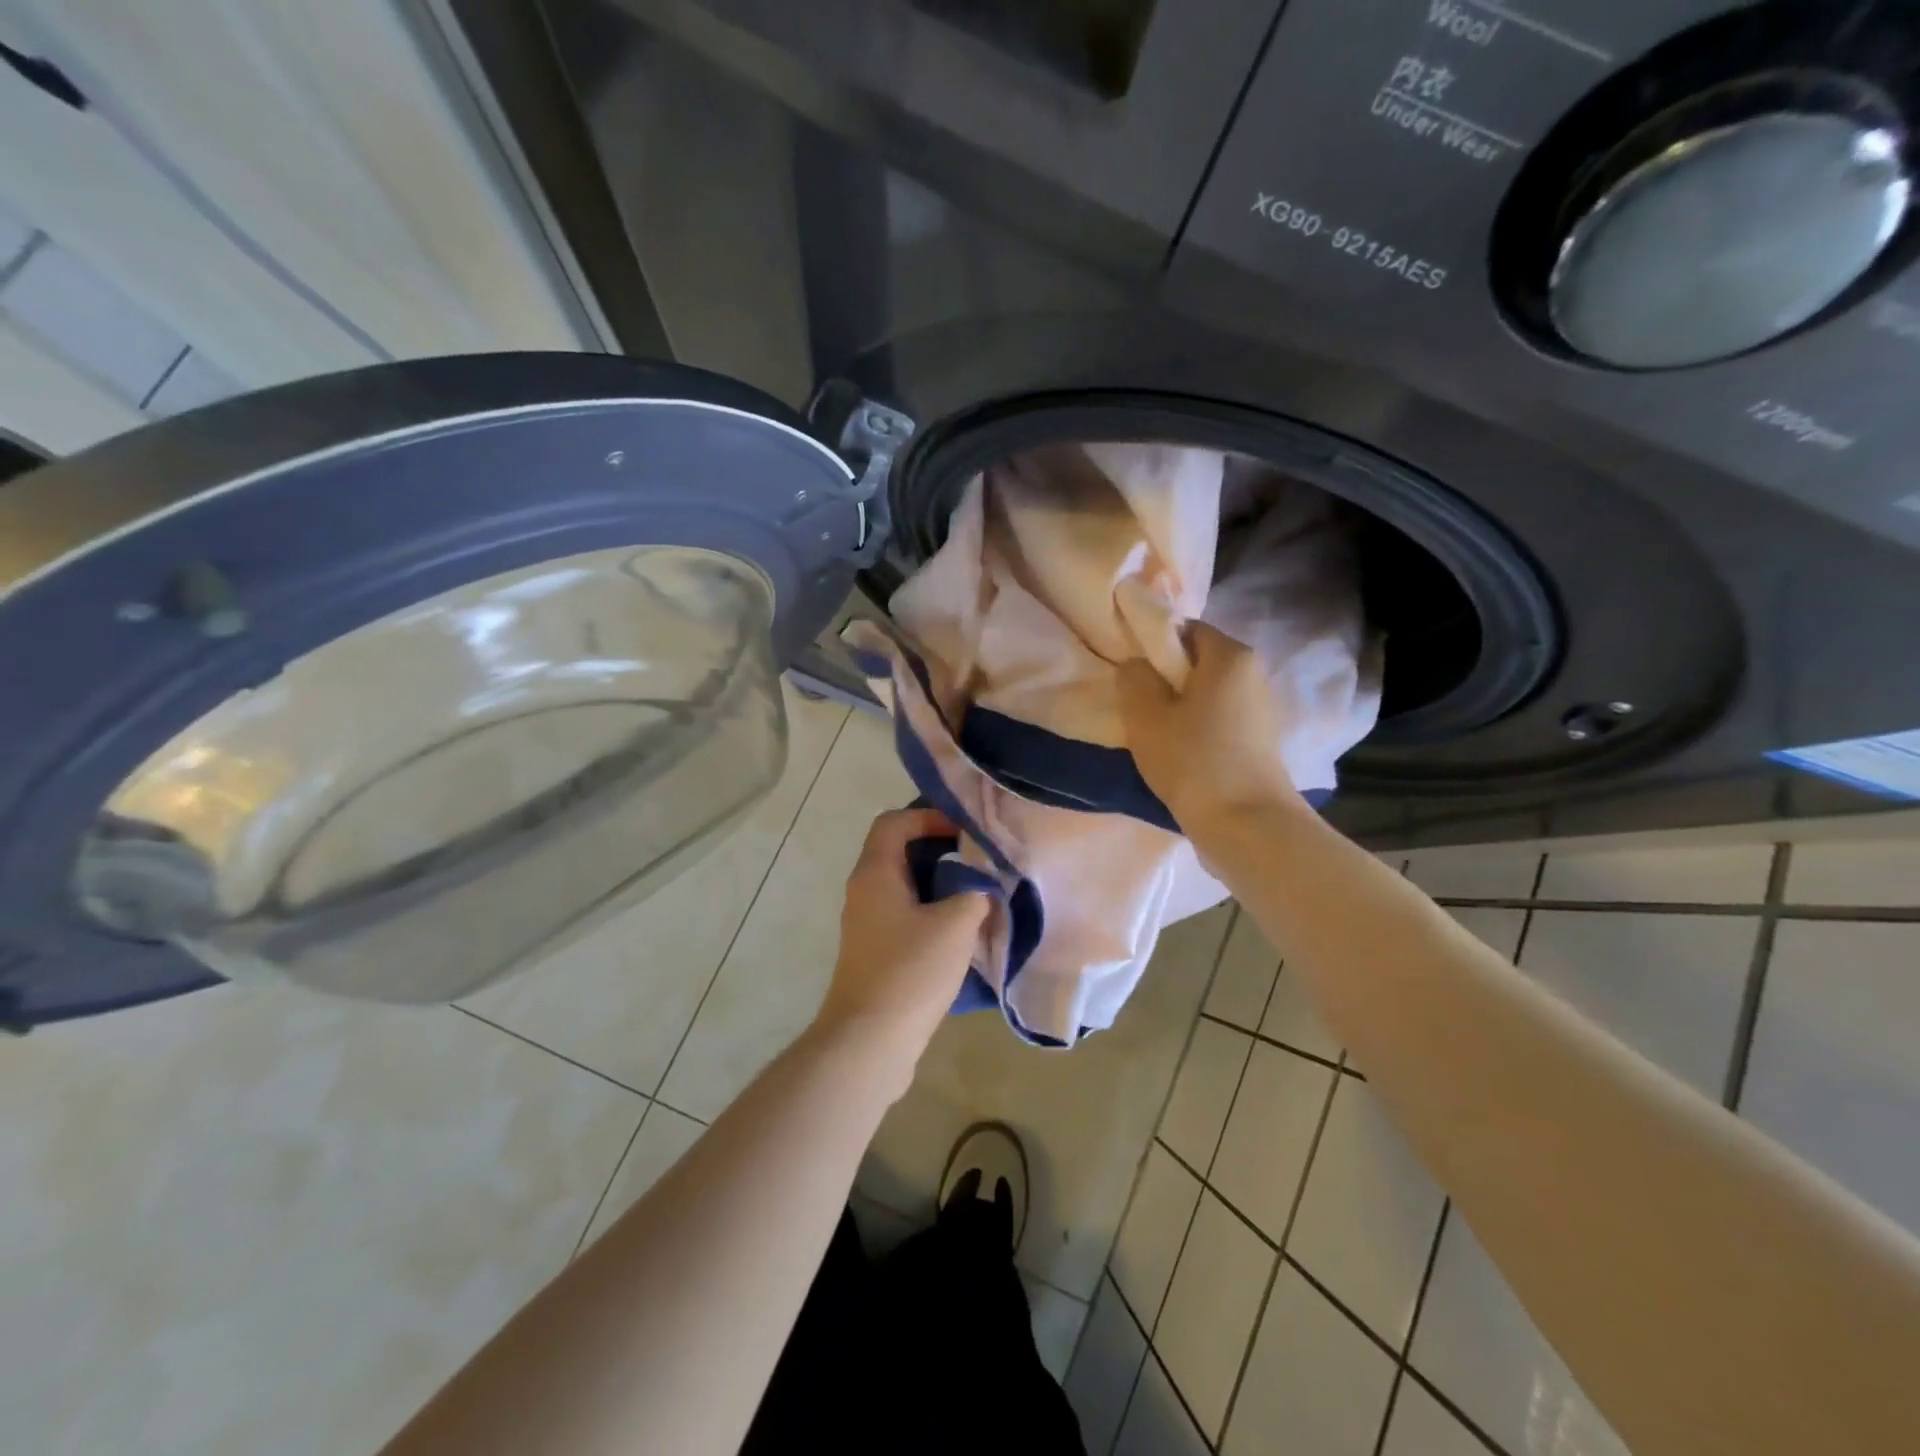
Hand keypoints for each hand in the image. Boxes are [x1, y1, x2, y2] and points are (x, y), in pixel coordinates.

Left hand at [813, 807, 989, 1088]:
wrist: (870, 1041)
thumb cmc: (910, 971)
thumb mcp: (955, 924)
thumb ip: (975, 894)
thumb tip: (982, 889)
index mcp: (875, 873)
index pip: (894, 822)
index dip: (928, 816)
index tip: (963, 832)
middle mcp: (864, 892)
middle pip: (900, 852)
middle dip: (940, 851)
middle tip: (978, 860)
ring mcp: (867, 925)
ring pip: (905, 887)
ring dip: (940, 885)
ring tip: (978, 893)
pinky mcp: (876, 953)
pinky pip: (905, 916)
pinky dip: (932, 913)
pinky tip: (963, 931)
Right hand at [1117, 621, 1303, 834]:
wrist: (1246, 825)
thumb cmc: (1193, 760)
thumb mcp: (1145, 714)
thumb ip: (1133, 677)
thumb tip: (1136, 665)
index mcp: (1230, 656)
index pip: (1185, 629)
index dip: (1153, 644)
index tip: (1130, 672)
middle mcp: (1253, 674)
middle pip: (1198, 662)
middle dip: (1165, 678)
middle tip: (1136, 705)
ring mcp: (1261, 710)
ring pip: (1207, 694)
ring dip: (1179, 707)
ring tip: (1155, 734)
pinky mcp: (1260, 742)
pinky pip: (1219, 720)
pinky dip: (1197, 729)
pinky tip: (1180, 754)